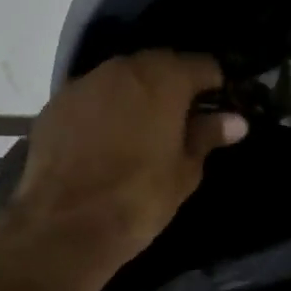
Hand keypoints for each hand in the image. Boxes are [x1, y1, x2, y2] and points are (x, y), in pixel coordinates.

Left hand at [6, 51, 246, 287]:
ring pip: (122, 77)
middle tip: (184, 116)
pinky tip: (106, 137)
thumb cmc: (138, 198)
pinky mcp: (55, 104)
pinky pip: (92, 96)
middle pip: (160, 64)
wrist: (63, 227)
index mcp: (164, 80)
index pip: (202, 65)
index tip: (221, 104)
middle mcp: (124, 69)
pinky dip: (104, 108)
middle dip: (175, 83)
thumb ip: (207, 136)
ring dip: (137, 93)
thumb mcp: (184, 171)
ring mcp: (85, 83)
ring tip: (144, 126)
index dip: (215, 84)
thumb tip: (235, 121)